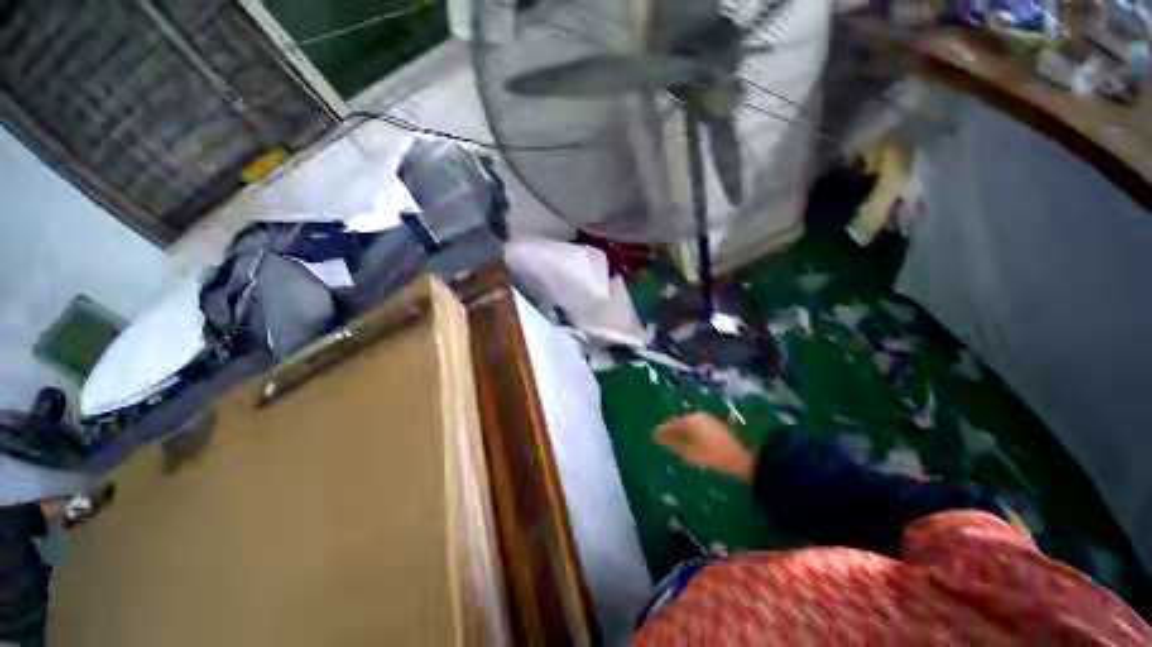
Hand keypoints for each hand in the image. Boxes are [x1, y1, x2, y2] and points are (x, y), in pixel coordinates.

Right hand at [654, 413, 754, 479]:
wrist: (744, 459)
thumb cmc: (714, 456)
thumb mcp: (690, 452)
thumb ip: (672, 443)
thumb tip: (656, 435)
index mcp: (691, 420)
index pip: (671, 424)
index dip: (661, 431)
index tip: (653, 437)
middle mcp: (698, 416)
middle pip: (679, 423)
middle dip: (671, 432)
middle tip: (663, 442)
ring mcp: (708, 421)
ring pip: (688, 426)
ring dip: (681, 434)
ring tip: (675, 445)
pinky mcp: (715, 427)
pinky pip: (696, 428)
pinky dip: (690, 435)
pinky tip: (690, 444)